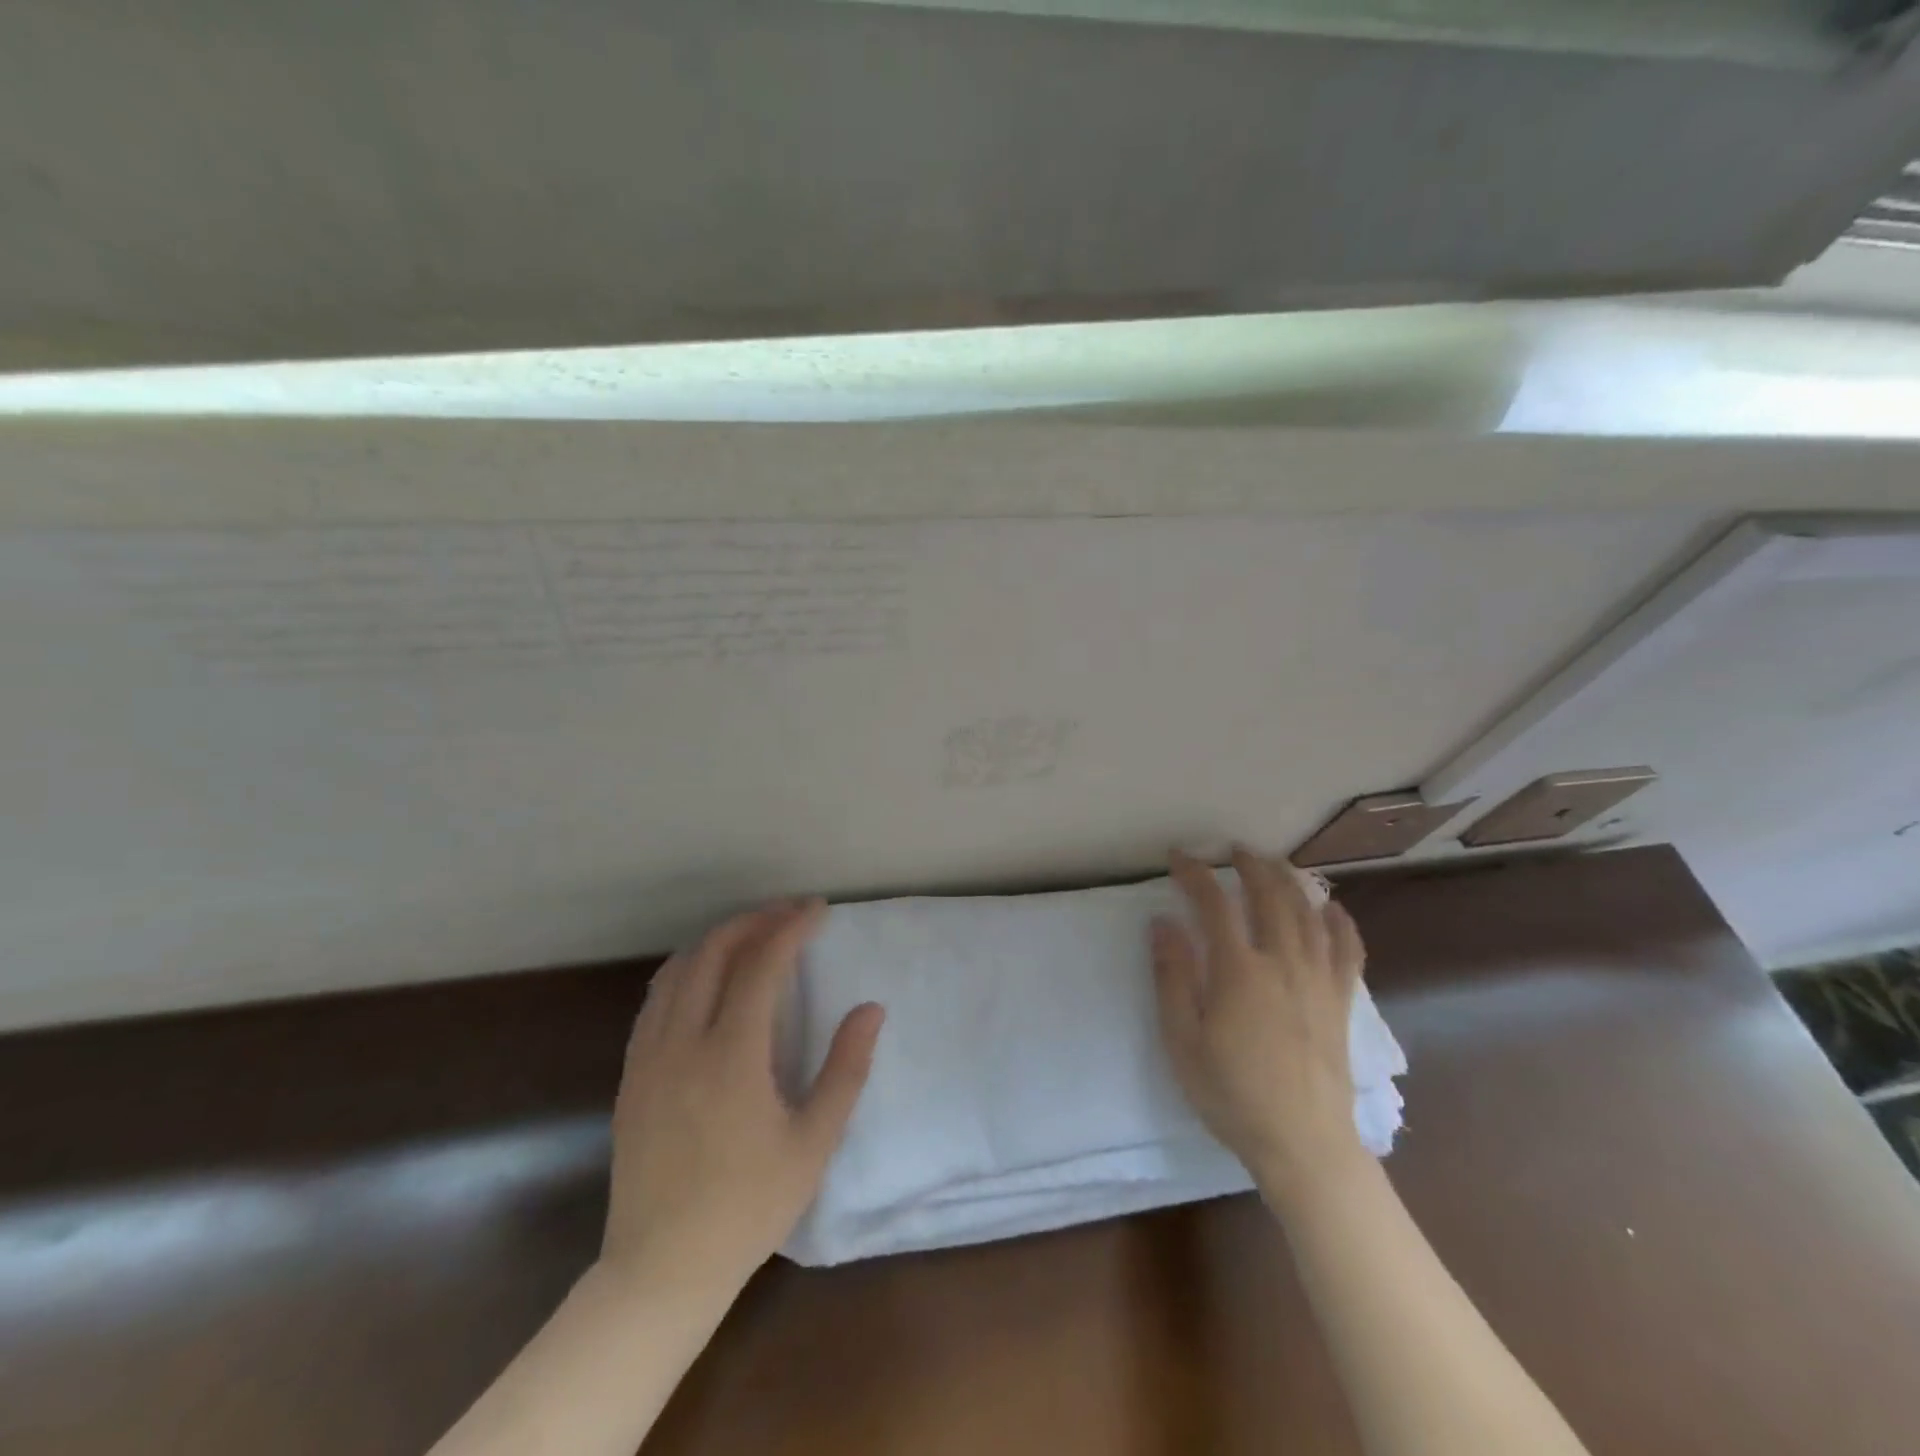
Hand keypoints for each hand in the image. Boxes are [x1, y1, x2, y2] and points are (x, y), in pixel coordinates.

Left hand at [599, 900, 883, 1298]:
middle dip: (754, 921)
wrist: (661, 1270)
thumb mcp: (814, 1142)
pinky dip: (687, 969)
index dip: (790, 927)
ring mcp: (649, 1056)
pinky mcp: (631, 1075)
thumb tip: (870, 1009)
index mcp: (731, 1055)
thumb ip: (846, 1069)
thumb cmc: (748, 1208)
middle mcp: (683, 1042)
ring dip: (718, 940)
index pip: (761, 965)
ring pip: (678, 969)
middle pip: (713, 952)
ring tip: (753, 934)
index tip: (817, 910)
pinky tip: (707, 978)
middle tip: (789, 914)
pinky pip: (656, 999)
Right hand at [1152, 848, 1366, 1202]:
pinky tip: (1331, 908)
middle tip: (1234, 850)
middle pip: (1269, 896)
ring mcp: (1318, 980)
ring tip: (1275, 865)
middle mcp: (1282, 962)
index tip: (1179, 856)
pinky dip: (1340, 922)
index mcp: (1239, 971)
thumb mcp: (1183, 1040)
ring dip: (1290, 881)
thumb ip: (1172, 977)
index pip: (1214, 904)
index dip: (1195, 874)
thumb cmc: (1232, 1094)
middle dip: (1250, 866)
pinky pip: (1347, 949)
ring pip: (1308, 913)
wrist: (1304, 1145)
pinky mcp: (1340, 1001)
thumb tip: (1162, 923)